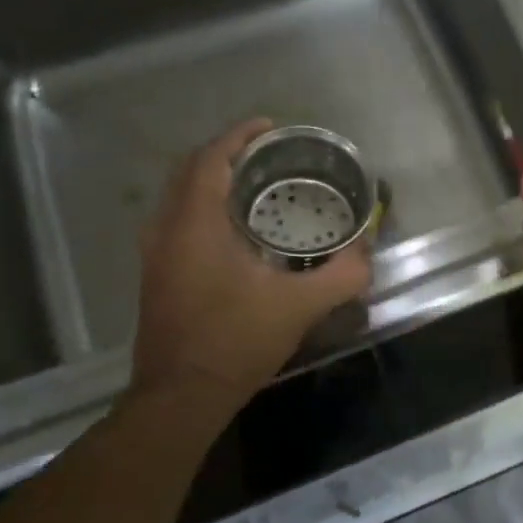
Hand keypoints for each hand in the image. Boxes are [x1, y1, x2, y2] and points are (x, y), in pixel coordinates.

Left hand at [127, 118, 372, 408]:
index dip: (239, 136)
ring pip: (179, 198)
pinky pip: (177, 221)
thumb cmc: (235, 341)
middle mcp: (166, 230)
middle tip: (267, 155)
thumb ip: (341, 275)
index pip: (210, 160)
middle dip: (226, 154)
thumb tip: (367, 253)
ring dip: (212, 182)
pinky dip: (203, 208)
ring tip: (255, 186)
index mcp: (195, 224)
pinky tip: (235, 231)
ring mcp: (155, 254)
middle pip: (189, 172)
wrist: (181, 395)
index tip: (270, 127)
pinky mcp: (156, 275)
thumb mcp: (299, 307)